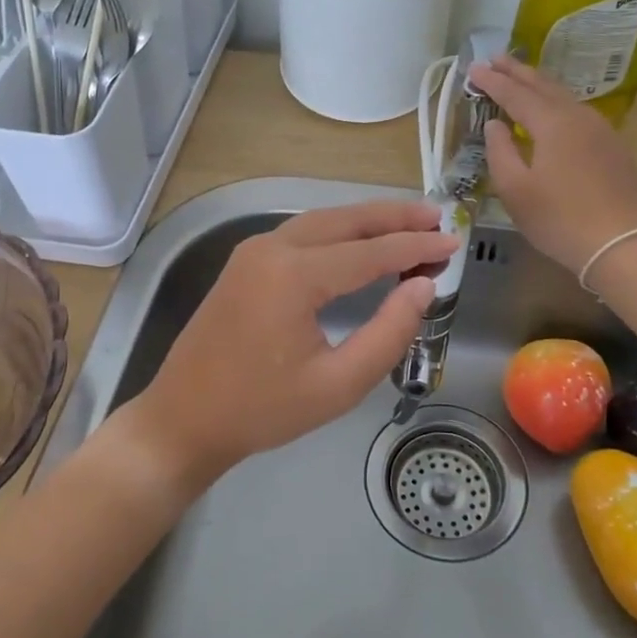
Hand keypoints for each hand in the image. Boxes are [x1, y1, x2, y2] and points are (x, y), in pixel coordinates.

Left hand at [122, 200, 455, 489]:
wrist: (183, 419)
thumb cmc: (261, 411)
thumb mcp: (337, 385)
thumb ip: (388, 334)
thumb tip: (423, 289)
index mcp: (294, 275)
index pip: (371, 252)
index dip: (416, 248)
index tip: (453, 244)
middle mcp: (272, 248)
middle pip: (346, 220)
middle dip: (394, 217)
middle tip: (437, 219)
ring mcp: (253, 251)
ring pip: (322, 220)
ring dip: (366, 220)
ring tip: (410, 223)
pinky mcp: (245, 262)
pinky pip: (302, 233)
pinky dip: (339, 232)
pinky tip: (361, 241)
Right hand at [468, 57, 636, 276]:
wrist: (622, 245)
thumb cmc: (559, 220)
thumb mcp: (515, 190)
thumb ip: (500, 151)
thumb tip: (495, 124)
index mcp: (552, 123)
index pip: (515, 93)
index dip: (492, 81)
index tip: (473, 69)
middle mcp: (579, 117)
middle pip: (544, 85)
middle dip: (518, 71)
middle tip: (496, 58)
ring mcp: (601, 130)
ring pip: (565, 96)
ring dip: (539, 84)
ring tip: (521, 78)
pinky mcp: (613, 147)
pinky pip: (578, 112)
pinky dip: (557, 102)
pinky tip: (552, 110)